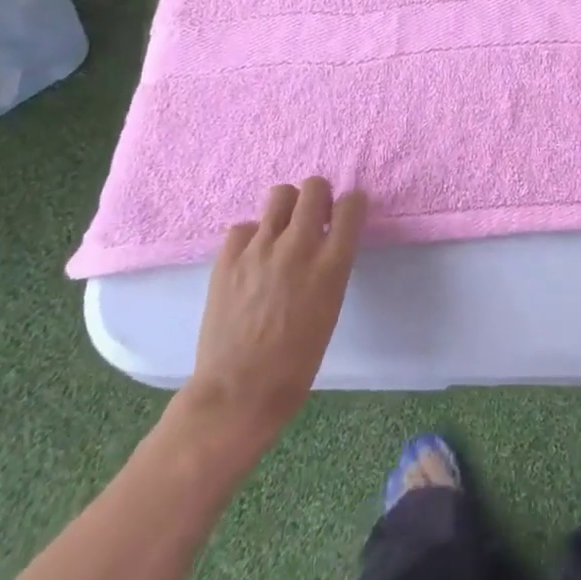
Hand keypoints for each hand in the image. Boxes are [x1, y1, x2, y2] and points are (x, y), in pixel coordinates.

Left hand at [177, 178, 367, 448]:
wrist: (238, 392)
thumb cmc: (296, 361)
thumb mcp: (331, 306)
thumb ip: (330, 265)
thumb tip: (327, 241)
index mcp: (331, 264)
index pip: (352, 204)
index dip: (351, 206)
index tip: (344, 216)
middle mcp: (298, 246)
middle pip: (315, 186)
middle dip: (319, 196)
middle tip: (314, 218)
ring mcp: (260, 248)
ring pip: (280, 194)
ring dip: (287, 207)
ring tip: (283, 231)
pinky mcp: (228, 257)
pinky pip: (245, 226)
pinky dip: (253, 236)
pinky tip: (252, 258)